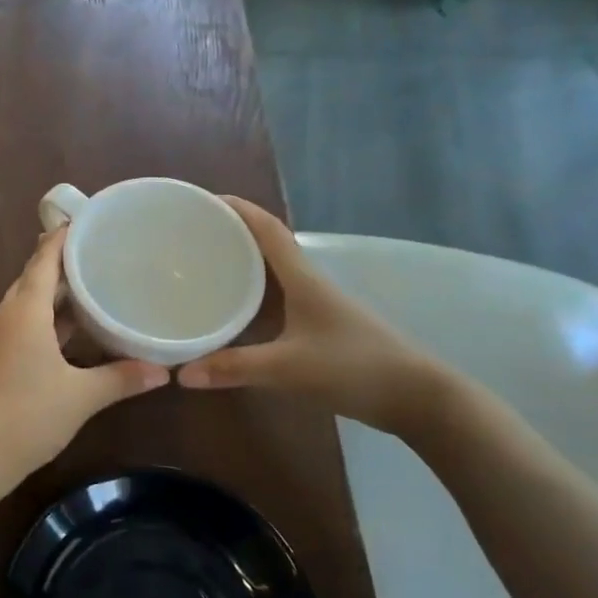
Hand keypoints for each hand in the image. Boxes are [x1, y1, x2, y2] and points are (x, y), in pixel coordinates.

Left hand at [0, 228, 167, 484]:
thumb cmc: (28, 416)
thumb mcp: (82, 397)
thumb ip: (122, 378)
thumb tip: (164, 371)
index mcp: (24, 311)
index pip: (44, 260)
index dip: (63, 237)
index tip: (87, 219)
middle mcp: (6, 316)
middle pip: (34, 277)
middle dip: (63, 262)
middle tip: (99, 251)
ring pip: (28, 303)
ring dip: (56, 293)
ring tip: (92, 284)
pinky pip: (24, 324)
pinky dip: (47, 318)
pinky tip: (72, 329)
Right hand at [176, 197, 446, 437]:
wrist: (416, 397)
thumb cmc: (354, 368)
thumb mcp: (288, 368)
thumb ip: (234, 368)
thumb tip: (181, 374)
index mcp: (303, 278)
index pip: (267, 229)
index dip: (237, 209)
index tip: (203, 200)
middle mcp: (309, 283)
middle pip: (267, 245)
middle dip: (231, 233)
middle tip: (192, 234)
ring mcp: (317, 305)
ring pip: (273, 274)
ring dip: (242, 264)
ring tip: (204, 266)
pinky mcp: (321, 327)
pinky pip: (278, 299)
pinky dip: (252, 296)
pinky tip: (234, 312)